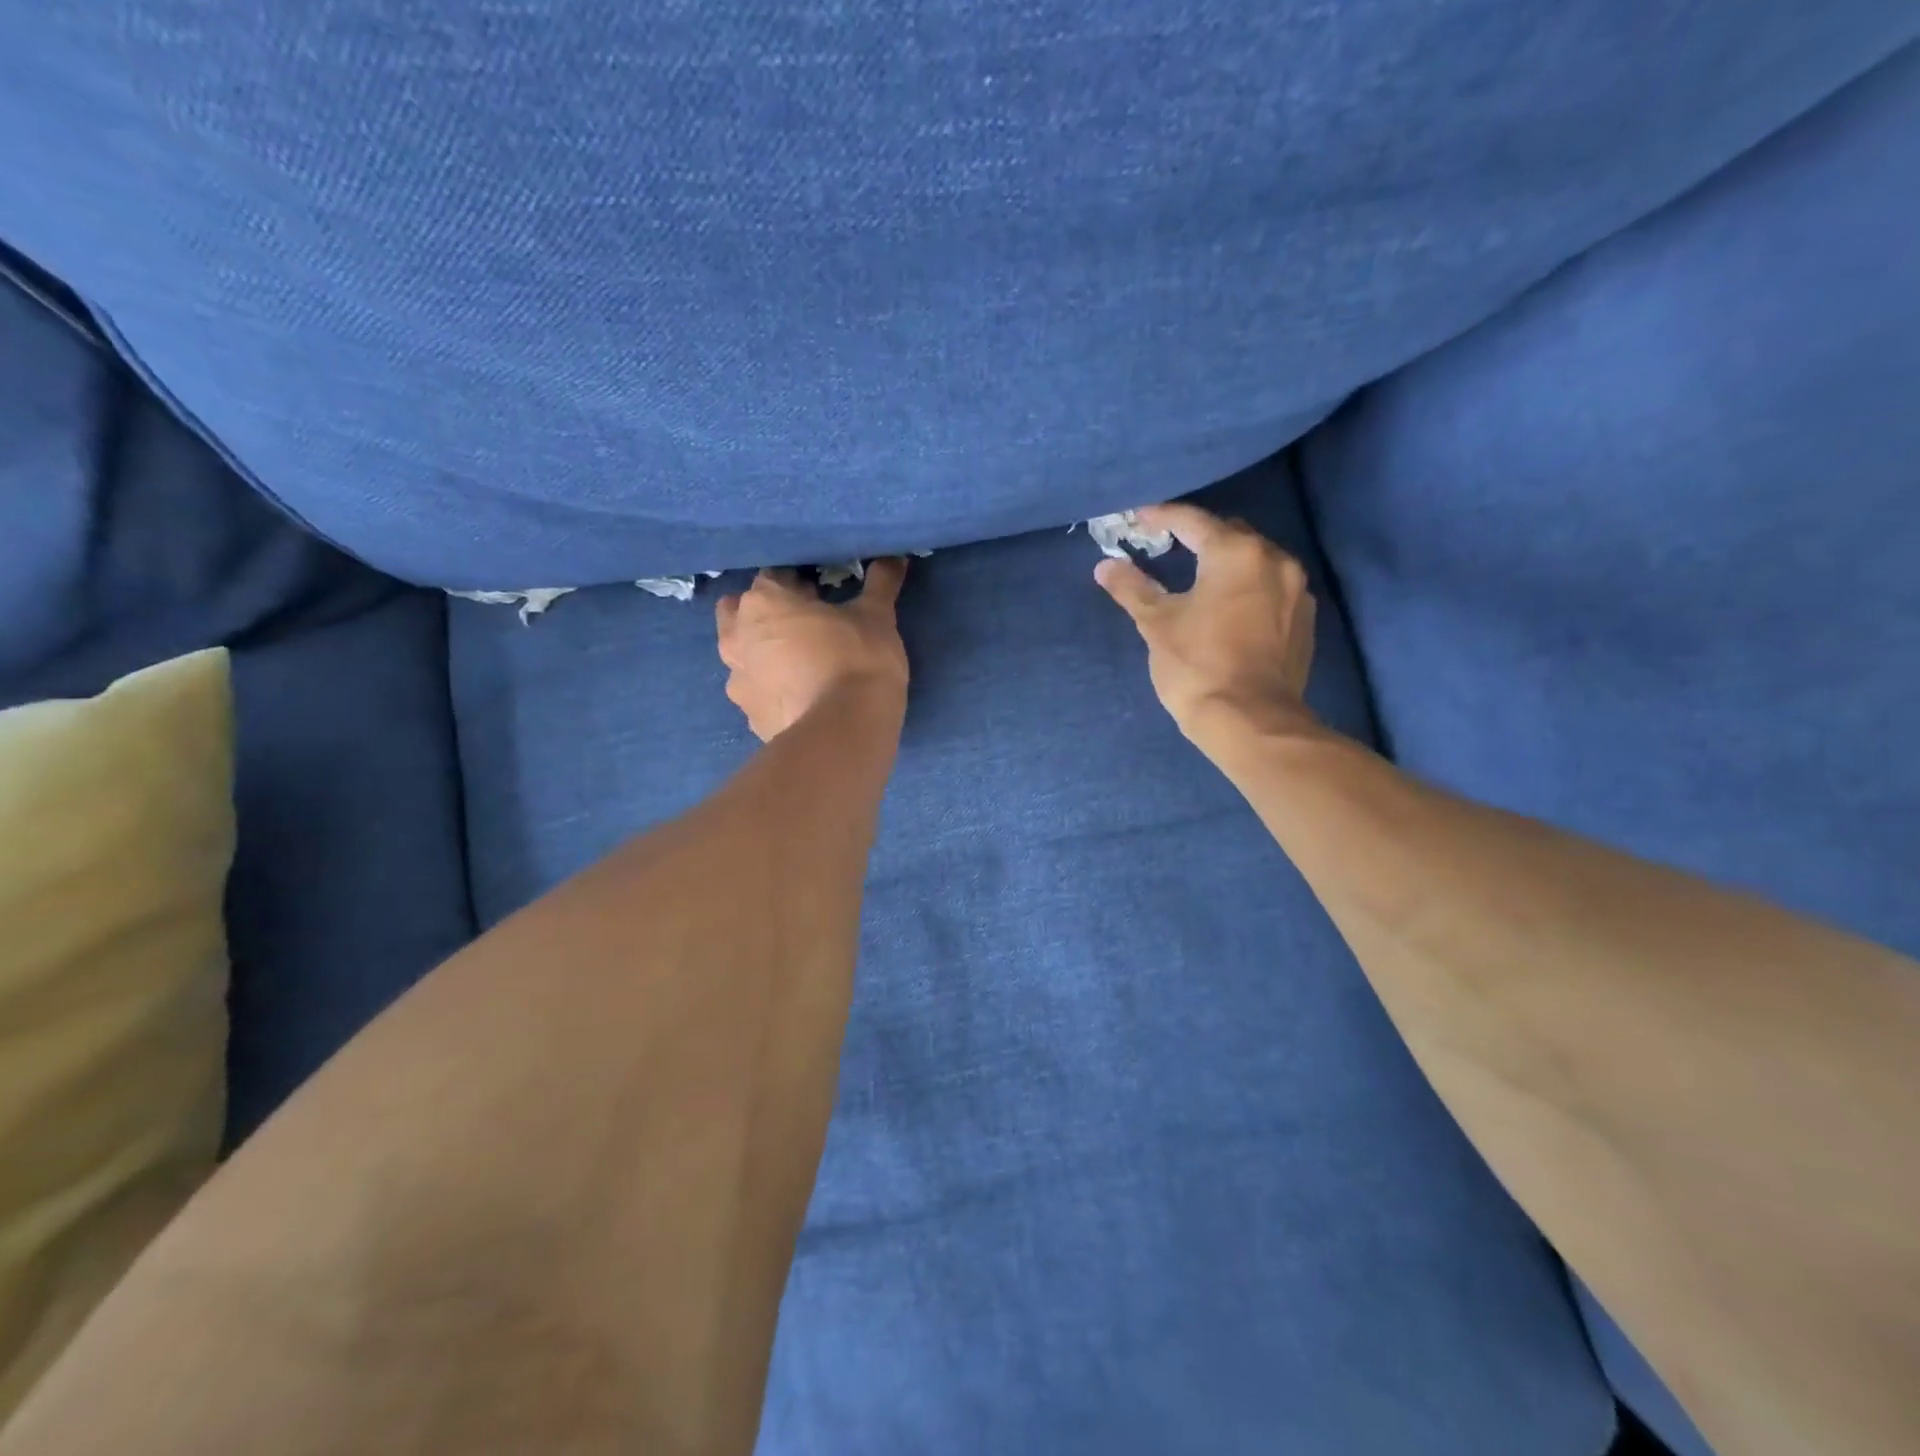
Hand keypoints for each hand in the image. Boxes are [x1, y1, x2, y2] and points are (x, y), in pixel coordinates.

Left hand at [717, 560, 910, 740]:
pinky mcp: (750, 718)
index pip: (774, 577)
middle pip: (740, 613)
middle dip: (763, 615)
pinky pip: (758, 694)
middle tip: (802, 626)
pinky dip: (772, 691)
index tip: (822, 596)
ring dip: (763, 654)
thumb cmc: (857, 660)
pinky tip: (801, 698)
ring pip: (742, 656)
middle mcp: (738, 637)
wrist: (843, 733)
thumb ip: (881, 584)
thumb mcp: (877, 618)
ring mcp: (738, 681)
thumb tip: (895, 557)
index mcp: (763, 602)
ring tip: (800, 665)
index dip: (798, 584)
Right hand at [1094, 503, 1321, 752]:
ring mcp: (1297, 591)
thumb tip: (1106, 567)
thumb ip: (1133, 588)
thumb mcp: (1157, 625)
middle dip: (1198, 537)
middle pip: (1230, 535)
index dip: (1162, 516)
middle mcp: (1275, 560)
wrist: (1251, 722)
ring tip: (1199, 576)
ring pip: (1255, 561)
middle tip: (1167, 546)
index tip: (1138, 518)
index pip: (1193, 521)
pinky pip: (1272, 588)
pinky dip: (1247, 588)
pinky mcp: (1304, 620)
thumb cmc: (1198, 667)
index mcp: (1236, 553)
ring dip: (1226, 563)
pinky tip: (1229, 606)